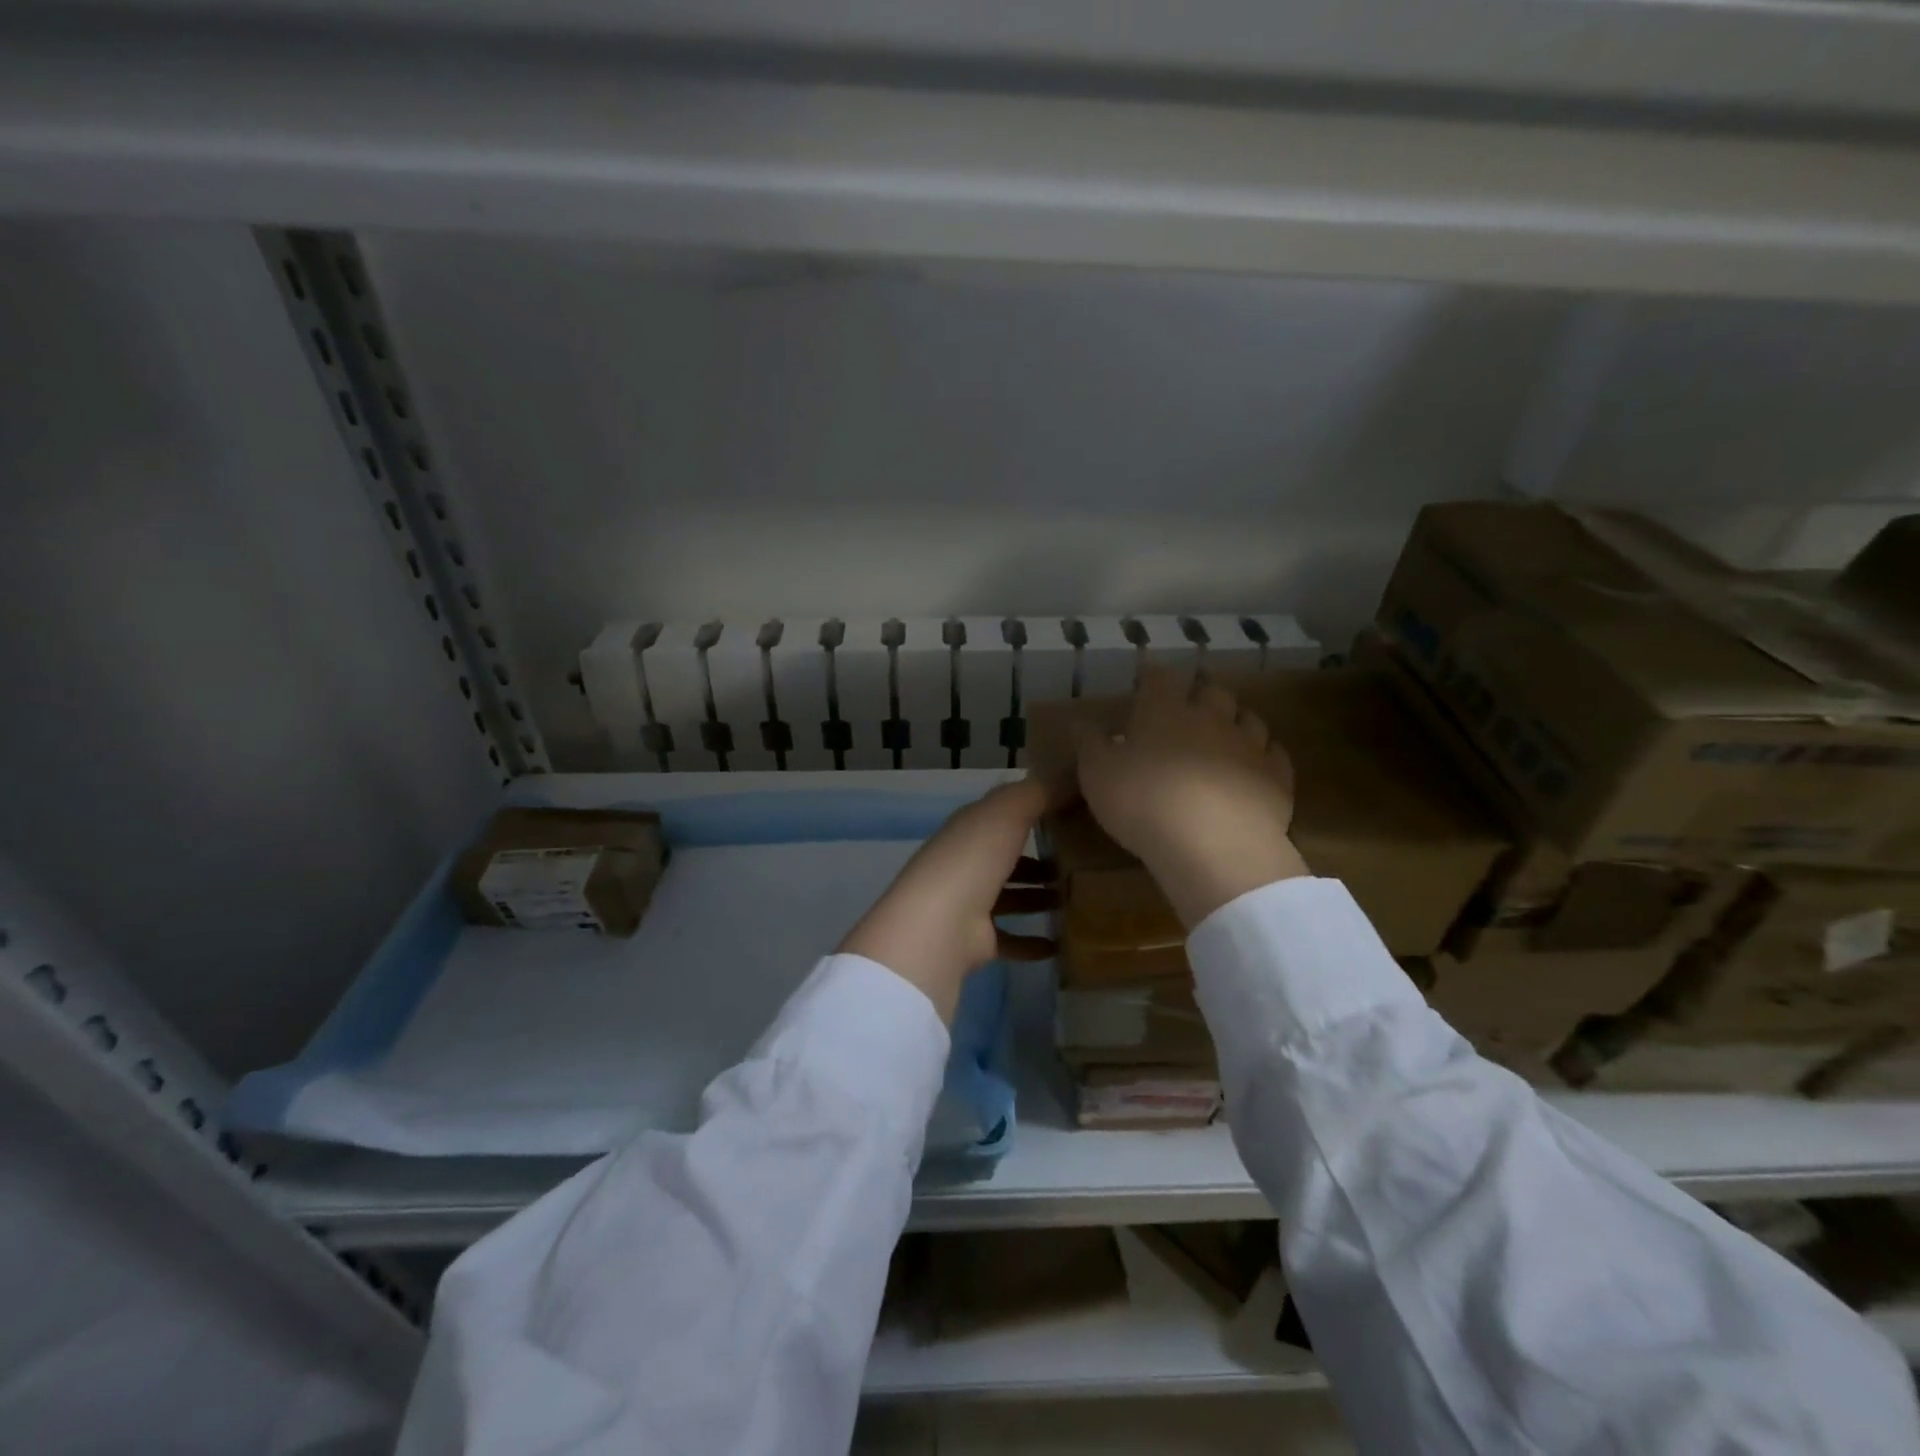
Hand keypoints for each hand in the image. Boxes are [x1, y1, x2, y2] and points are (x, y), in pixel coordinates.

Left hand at [838, 779, 1055, 1021]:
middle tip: (1084, 861)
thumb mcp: (1008, 811)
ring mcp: (969, 904)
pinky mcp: (976, 942)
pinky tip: (1060, 944)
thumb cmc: (973, 859)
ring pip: (1011, 898)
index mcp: (969, 828)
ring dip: (1039, 898)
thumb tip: (1072, 775)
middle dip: (1040, 859)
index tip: (1073, 813)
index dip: (1034, 811)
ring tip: (1079, 899)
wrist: (940, 926)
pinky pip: (1010, 939)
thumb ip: (1040, 792)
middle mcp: (966, 863)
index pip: (1002, 814)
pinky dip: (1032, 942)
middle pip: (1007, 858)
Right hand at [1076, 666, 1307, 927]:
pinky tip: (1254, 766)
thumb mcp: (1097, 774)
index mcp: (1164, 711)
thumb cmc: (1143, 802)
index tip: (1146, 678)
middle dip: (1200, 694)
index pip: (1160, 677)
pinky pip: (1274, 754)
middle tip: (1188, 708)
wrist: (1213, 845)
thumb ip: (1088, 744)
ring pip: (1248, 718)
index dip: (1153, 675)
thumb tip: (1079, 721)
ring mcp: (1249, 745)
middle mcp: (1210, 717)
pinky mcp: (1276, 777)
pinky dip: (1264, 755)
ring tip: (1224, 734)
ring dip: (1235, 721)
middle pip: (1212, 691)